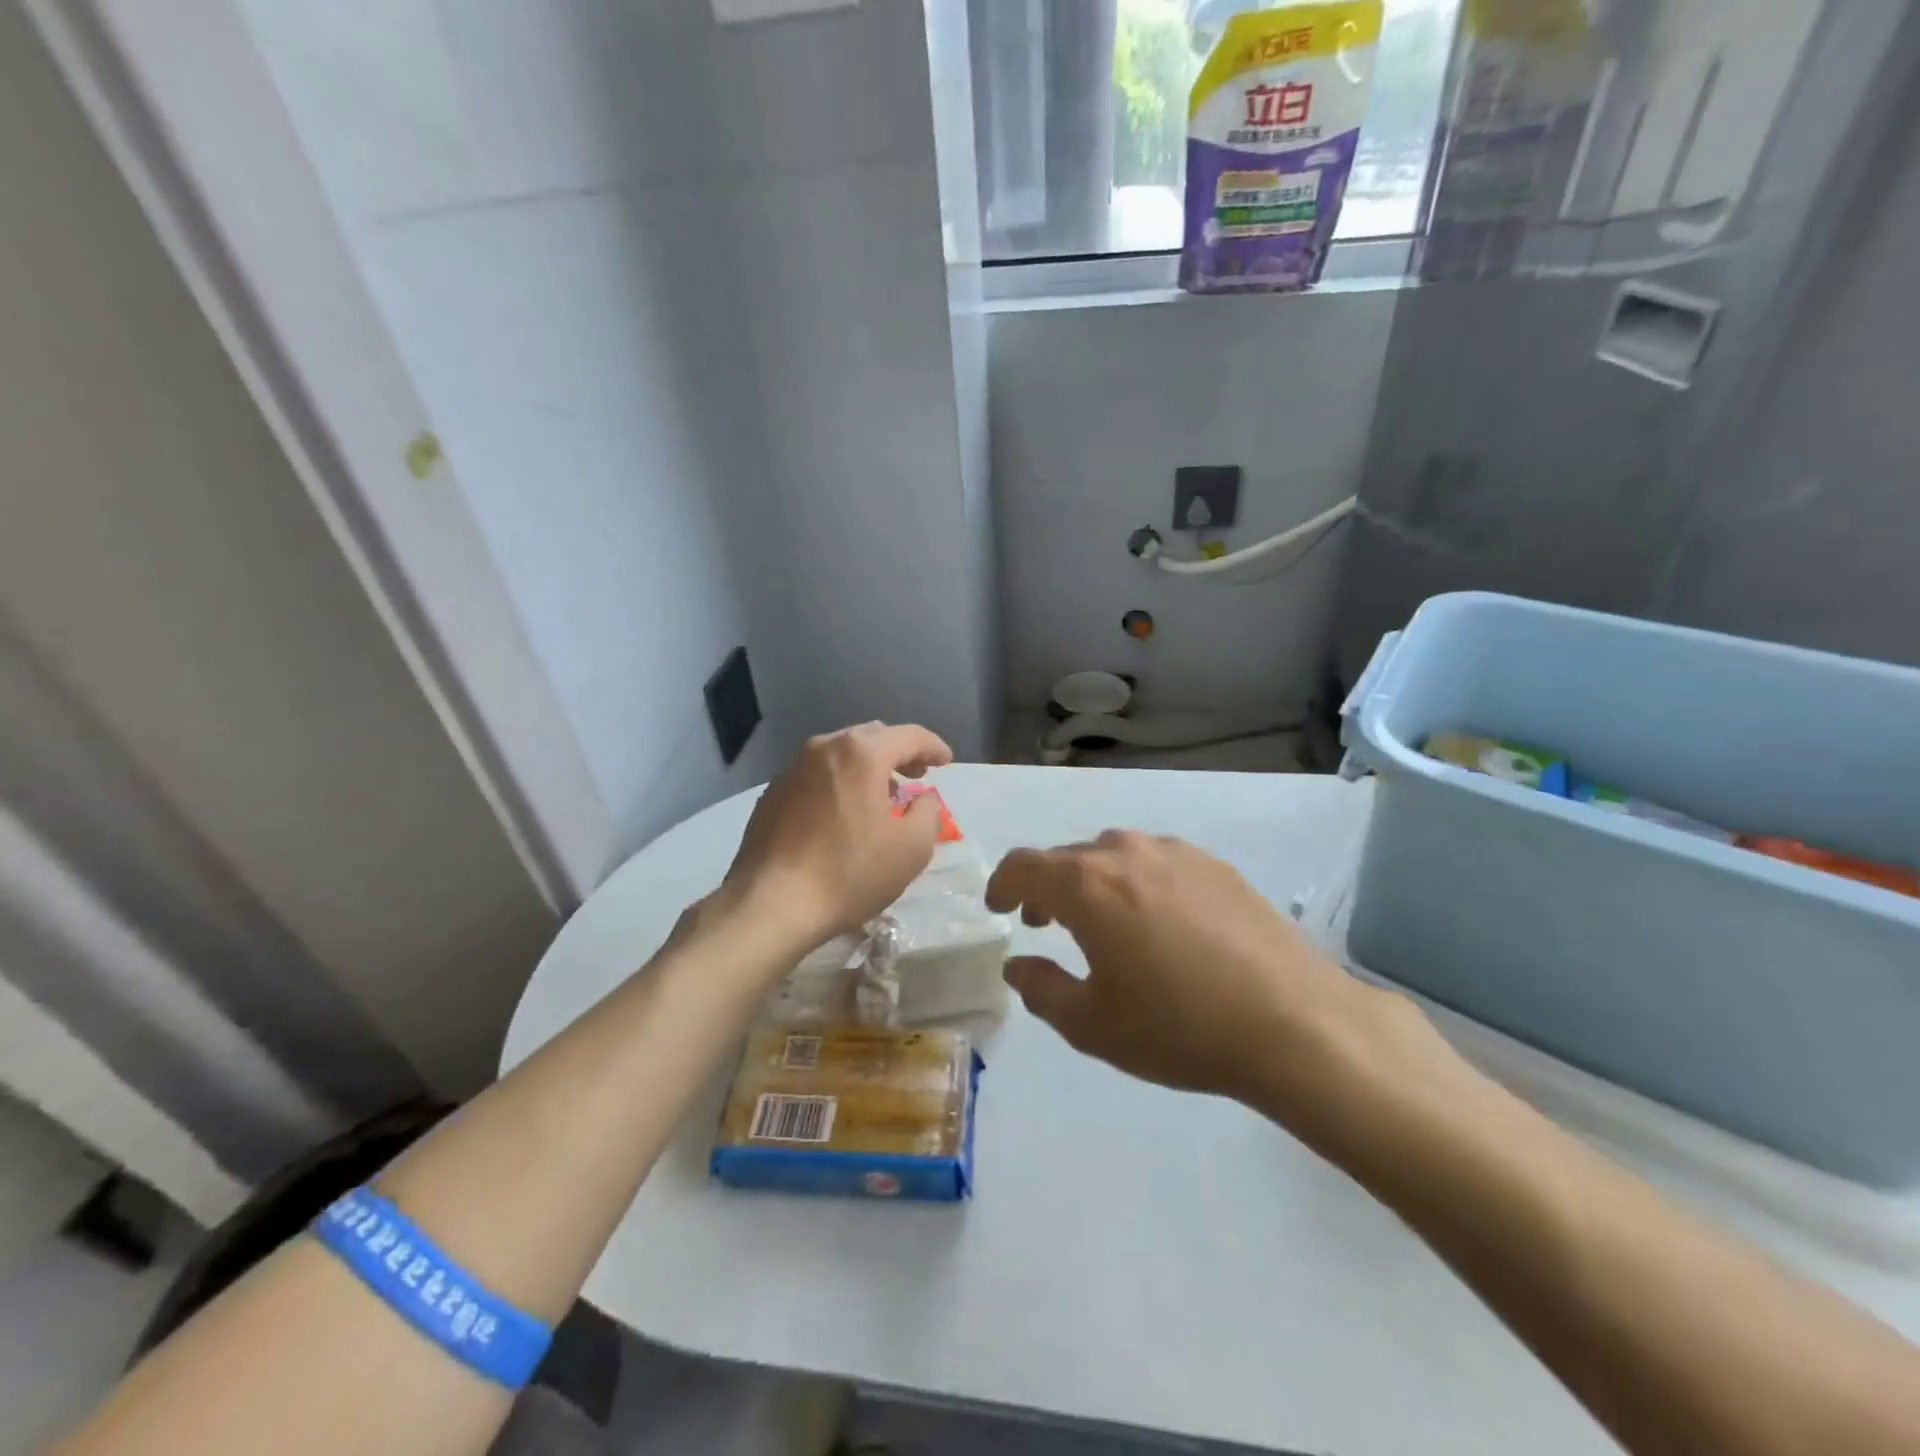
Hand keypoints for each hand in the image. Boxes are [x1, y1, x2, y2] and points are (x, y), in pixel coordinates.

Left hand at [722, 722, 953, 951]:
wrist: (771, 904)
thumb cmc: (850, 873)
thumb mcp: (912, 849)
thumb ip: (928, 813)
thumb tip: (923, 799)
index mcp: (861, 754)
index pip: (909, 735)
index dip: (933, 747)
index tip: (946, 762)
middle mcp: (824, 748)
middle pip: (872, 737)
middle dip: (899, 753)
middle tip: (917, 777)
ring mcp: (792, 768)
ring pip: (841, 754)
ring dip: (868, 767)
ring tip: (882, 795)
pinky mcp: (773, 793)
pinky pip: (816, 775)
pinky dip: (839, 782)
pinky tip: (843, 813)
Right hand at [986, 831, 1454, 1133]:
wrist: (1294, 1022)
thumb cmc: (1179, 1027)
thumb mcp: (1092, 1025)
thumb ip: (1041, 990)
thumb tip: (1017, 965)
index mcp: (1087, 885)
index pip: (1023, 865)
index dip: (1002, 884)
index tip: (999, 908)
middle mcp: (1125, 853)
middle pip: (1067, 857)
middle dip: (1046, 887)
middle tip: (1044, 923)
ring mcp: (1175, 853)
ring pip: (1113, 854)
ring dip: (1092, 881)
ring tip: (1101, 921)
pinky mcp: (1215, 865)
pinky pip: (1155, 861)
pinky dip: (1136, 881)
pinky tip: (1158, 921)